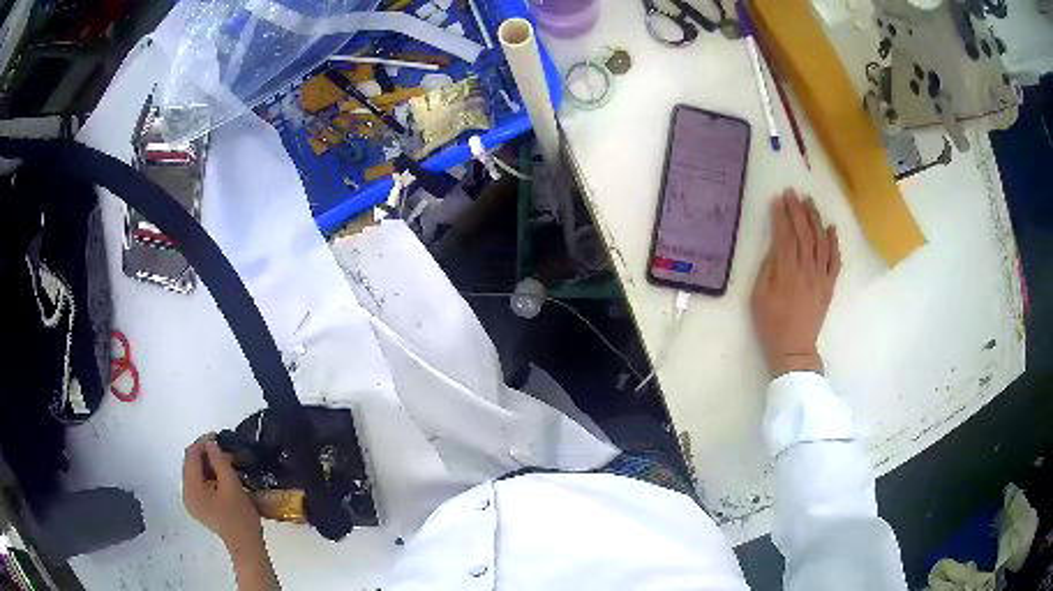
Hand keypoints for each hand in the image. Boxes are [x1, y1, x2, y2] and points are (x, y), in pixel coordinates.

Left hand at [182, 434, 261, 550]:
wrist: (246, 545)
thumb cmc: (240, 517)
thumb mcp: (232, 486)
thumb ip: (219, 461)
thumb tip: (211, 443)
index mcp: (192, 489)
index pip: (191, 456)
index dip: (202, 443)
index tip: (217, 436)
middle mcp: (186, 493)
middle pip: (190, 463)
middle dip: (204, 453)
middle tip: (222, 449)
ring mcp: (191, 501)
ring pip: (194, 473)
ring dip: (206, 464)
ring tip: (223, 461)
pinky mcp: (199, 506)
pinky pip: (198, 483)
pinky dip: (207, 475)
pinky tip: (220, 476)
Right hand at [751, 189, 840, 376]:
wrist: (794, 350)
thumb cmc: (771, 325)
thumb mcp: (758, 298)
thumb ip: (768, 269)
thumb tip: (776, 247)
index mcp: (787, 274)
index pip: (785, 237)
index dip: (782, 217)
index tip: (778, 199)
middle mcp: (807, 271)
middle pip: (804, 235)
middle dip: (798, 211)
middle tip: (793, 193)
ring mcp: (821, 278)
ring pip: (821, 243)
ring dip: (816, 220)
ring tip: (810, 203)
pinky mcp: (829, 286)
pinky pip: (835, 261)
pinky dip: (834, 243)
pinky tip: (831, 228)